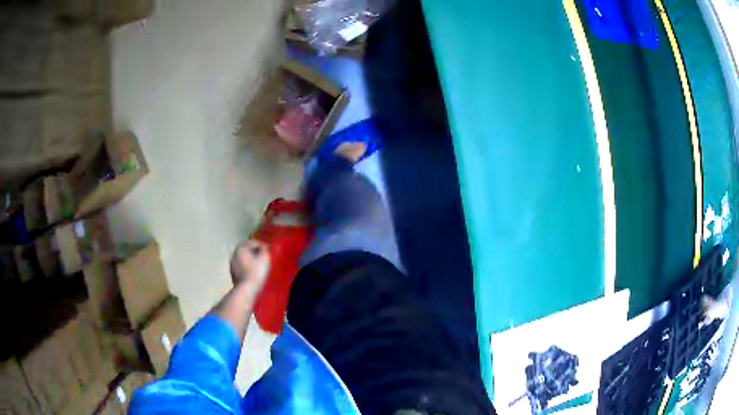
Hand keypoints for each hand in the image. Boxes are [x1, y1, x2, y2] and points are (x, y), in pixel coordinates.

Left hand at [230, 240, 269, 291]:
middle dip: (255, 252)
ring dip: (251, 260)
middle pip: (246, 250)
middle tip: (264, 256)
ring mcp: (232, 265)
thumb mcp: (264, 258)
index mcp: (240, 248)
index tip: (269, 249)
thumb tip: (263, 247)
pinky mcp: (233, 274)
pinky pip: (242, 267)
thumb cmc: (256, 271)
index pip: (252, 242)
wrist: (246, 289)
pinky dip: (248, 267)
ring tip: (259, 265)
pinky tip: (254, 272)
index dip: (262, 245)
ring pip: (244, 259)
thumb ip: (264, 249)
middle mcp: (234, 254)